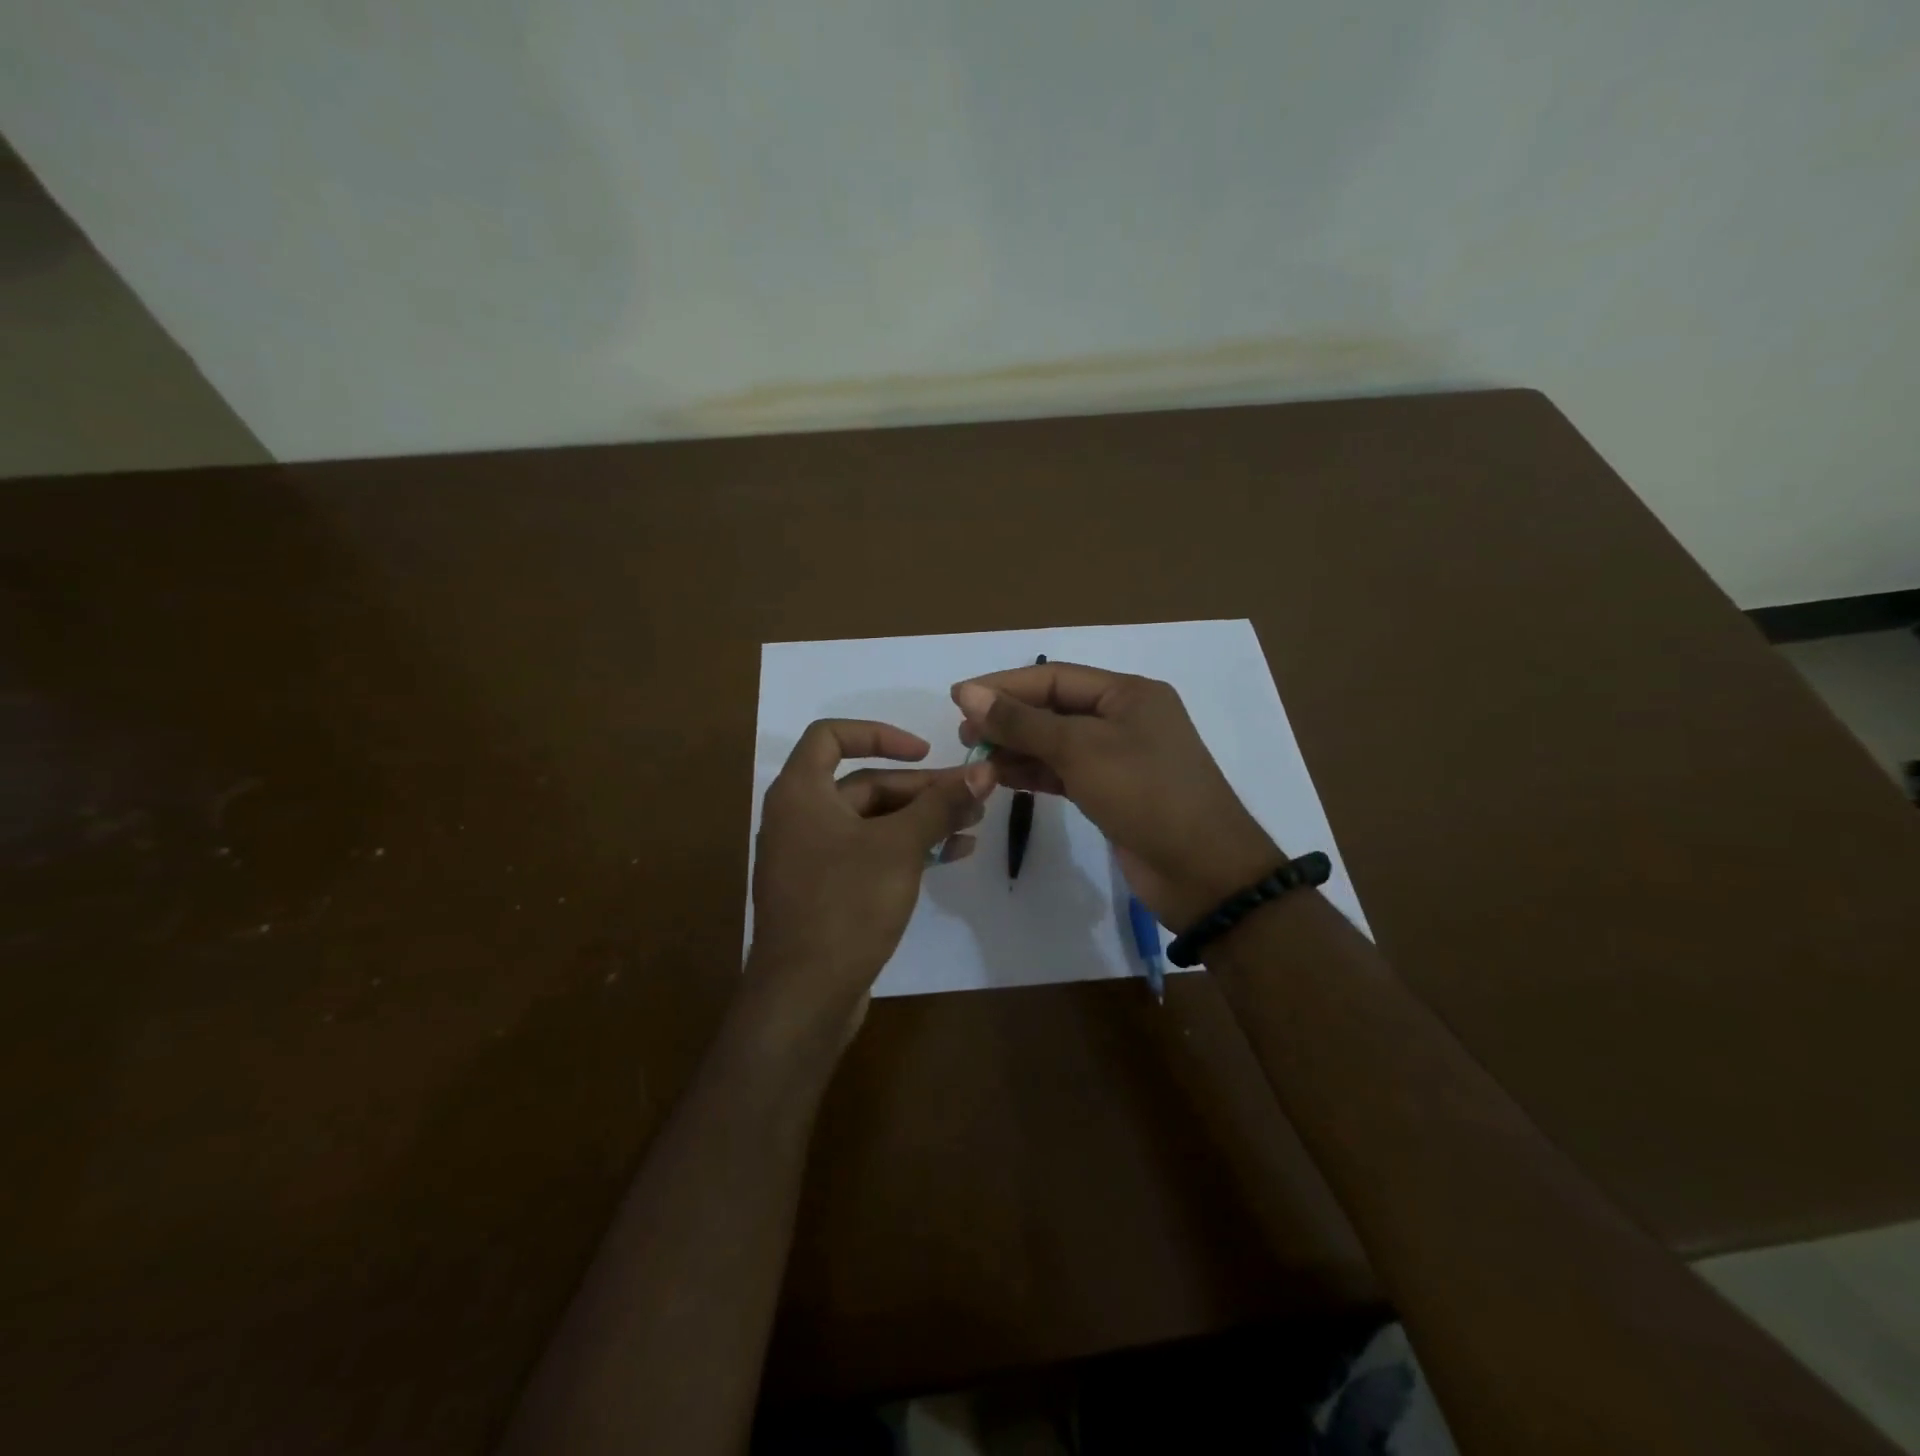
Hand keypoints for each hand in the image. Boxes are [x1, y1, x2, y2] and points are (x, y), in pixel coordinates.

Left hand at [746, 719, 992, 1050]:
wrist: (804, 996)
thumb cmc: (845, 905)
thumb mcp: (900, 847)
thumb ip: (941, 804)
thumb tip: (984, 770)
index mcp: (800, 792)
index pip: (831, 736)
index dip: (879, 734)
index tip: (924, 752)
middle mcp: (798, 817)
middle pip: (864, 784)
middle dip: (920, 789)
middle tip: (971, 796)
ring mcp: (810, 857)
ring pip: (872, 822)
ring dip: (921, 820)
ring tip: (972, 826)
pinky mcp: (825, 892)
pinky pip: (869, 854)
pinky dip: (906, 849)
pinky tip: (952, 857)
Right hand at [952, 664, 1279, 928]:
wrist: (1203, 871)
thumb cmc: (1146, 794)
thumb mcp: (1081, 750)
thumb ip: (1022, 722)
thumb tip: (968, 693)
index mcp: (1128, 693)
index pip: (1053, 677)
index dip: (1003, 685)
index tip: (957, 698)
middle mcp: (1124, 718)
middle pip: (1053, 708)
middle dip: (1007, 718)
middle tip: (964, 735)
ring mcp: (1119, 757)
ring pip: (1056, 742)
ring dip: (1015, 748)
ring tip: (974, 758)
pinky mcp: (1112, 792)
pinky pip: (1064, 772)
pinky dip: (1033, 772)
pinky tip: (1000, 777)